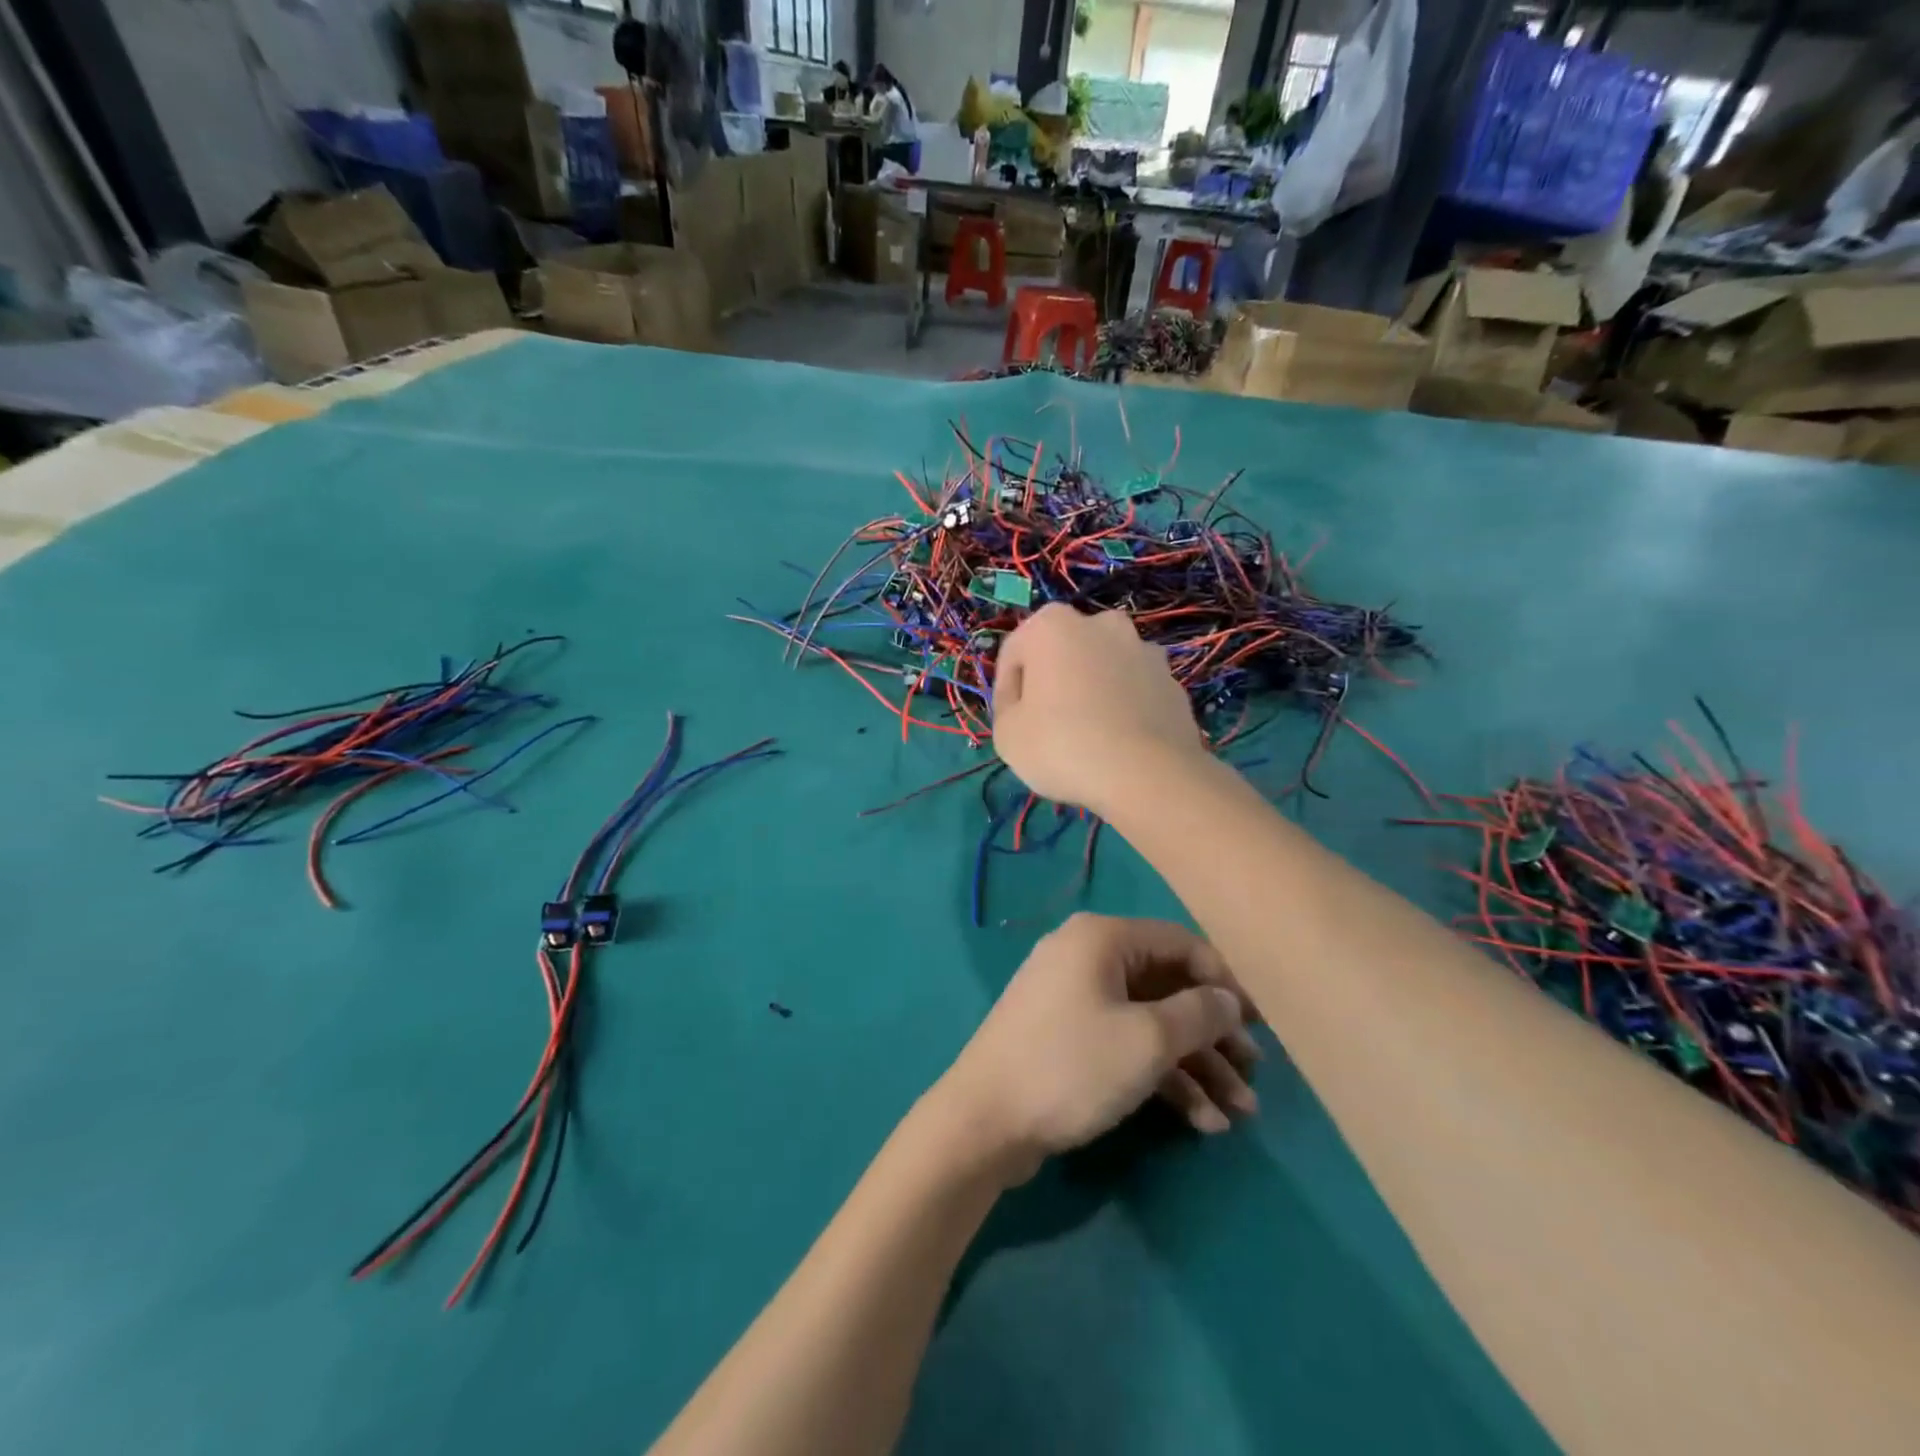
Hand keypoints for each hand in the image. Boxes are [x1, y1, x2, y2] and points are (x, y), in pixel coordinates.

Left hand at [934, 914, 1260, 1184]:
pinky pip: (1125, 1045)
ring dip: (1195, 1065)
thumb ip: (1199, 1014)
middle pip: (1168, 987)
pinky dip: (1162, 1077)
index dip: (1225, 982)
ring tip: (1238, 1114)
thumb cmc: (1071, 1066)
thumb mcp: (1147, 1040)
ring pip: (1150, 1023)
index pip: (1180, 944)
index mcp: (1102, 938)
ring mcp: (1075, 999)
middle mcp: (1087, 957)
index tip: (1260, 1025)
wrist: (984, 1120)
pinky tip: (1200, 1122)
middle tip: (1254, 1077)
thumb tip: (1229, 999)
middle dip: (1213, 1035)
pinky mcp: (1068, 1038)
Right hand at [992, 605, 1206, 816]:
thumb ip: (1007, 707)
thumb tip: (1025, 703)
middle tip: (1046, 725)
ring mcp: (1144, 650)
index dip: (1006, 690)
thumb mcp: (1006, 735)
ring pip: (1102, 669)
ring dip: (1090, 691)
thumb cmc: (1063, 746)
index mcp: (1052, 625)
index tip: (1010, 723)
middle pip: (1062, 653)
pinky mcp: (1171, 681)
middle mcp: (1101, 624)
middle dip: (1052, 682)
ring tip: (1086, 735)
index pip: (1014, 653)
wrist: (1148, 776)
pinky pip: (1133, 691)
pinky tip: (1117, 743)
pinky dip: (1122, 708)